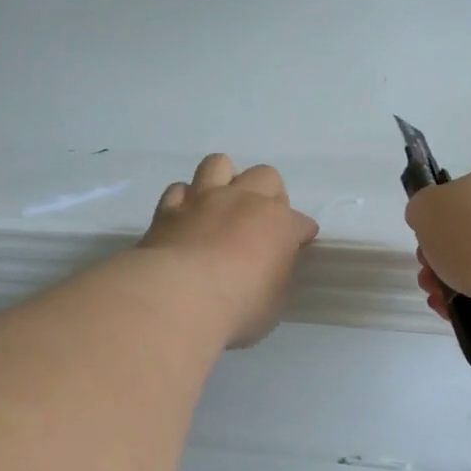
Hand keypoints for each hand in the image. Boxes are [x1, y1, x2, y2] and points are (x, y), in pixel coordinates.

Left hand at [139, 154, 318, 347]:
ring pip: (218, 164)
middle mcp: (244, 200)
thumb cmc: (239, 306)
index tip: (298, 245)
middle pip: (266, 176)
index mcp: (279, 223)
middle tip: (262, 220)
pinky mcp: (169, 209)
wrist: (181, 296)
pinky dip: (186, 199)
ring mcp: (204, 200)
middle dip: (269, 193)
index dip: (301, 233)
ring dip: (225, 178)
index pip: (301, 222)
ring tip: (223, 202)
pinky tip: (187, 215)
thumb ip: (277, 274)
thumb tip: (273, 265)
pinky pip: (179, 189)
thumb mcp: (275, 300)